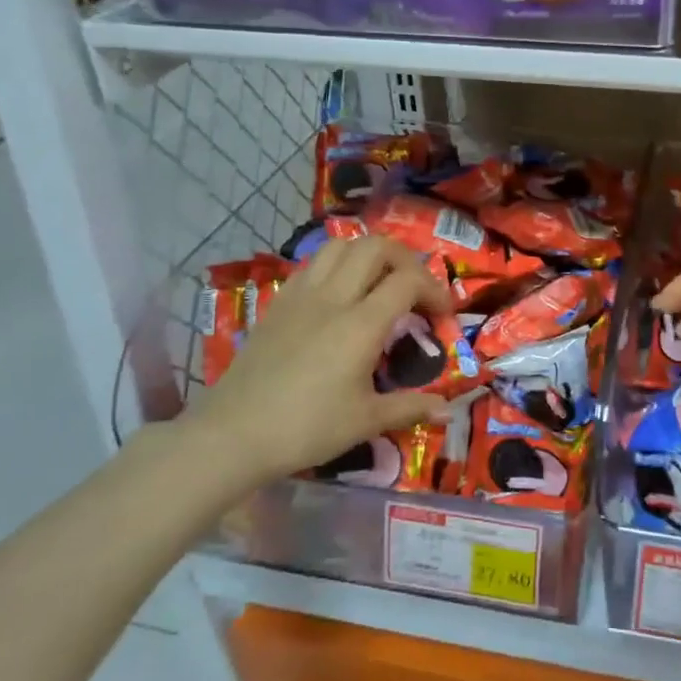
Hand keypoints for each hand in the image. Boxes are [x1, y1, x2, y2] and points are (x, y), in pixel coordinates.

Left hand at [174, 236, 453, 491]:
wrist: (232, 435)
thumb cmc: (305, 428)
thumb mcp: (365, 421)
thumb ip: (410, 408)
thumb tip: (449, 411)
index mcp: (361, 324)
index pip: (408, 280)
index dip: (435, 289)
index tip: (443, 315)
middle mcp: (334, 297)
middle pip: (376, 247)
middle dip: (406, 259)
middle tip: (415, 289)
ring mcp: (301, 295)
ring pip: (340, 245)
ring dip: (368, 254)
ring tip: (378, 283)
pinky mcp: (278, 303)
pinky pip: (313, 264)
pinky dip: (336, 265)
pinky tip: (339, 294)